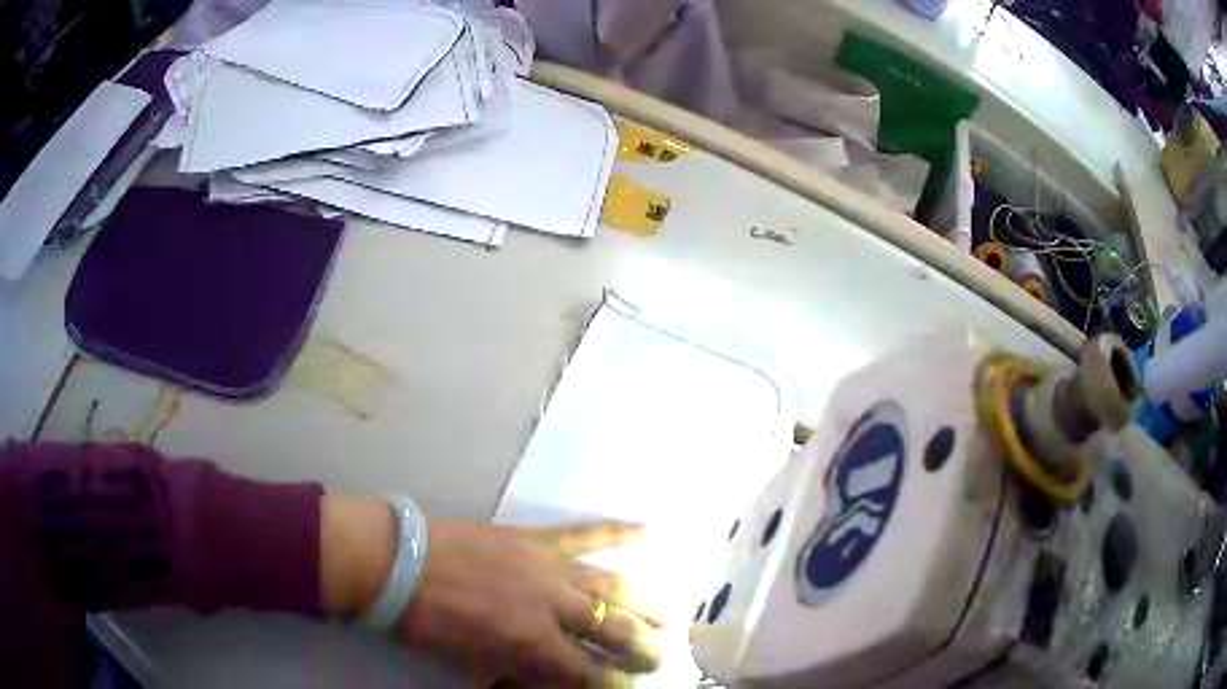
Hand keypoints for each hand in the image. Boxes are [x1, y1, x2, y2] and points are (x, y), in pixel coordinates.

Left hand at [400, 520, 664, 686]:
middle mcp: (553, 607)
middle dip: (642, 648)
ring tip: (668, 615)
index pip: (589, 671)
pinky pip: (584, 533)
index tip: (628, 687)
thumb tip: (549, 679)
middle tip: (659, 656)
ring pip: (612, 585)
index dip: (613, 683)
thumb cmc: (428, 622)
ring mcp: (549, 568)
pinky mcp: (536, 539)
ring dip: (645, 602)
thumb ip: (517, 672)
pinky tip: (649, 531)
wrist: (398, 563)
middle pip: (613, 629)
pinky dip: (619, 532)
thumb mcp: (472, 663)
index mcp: (533, 643)